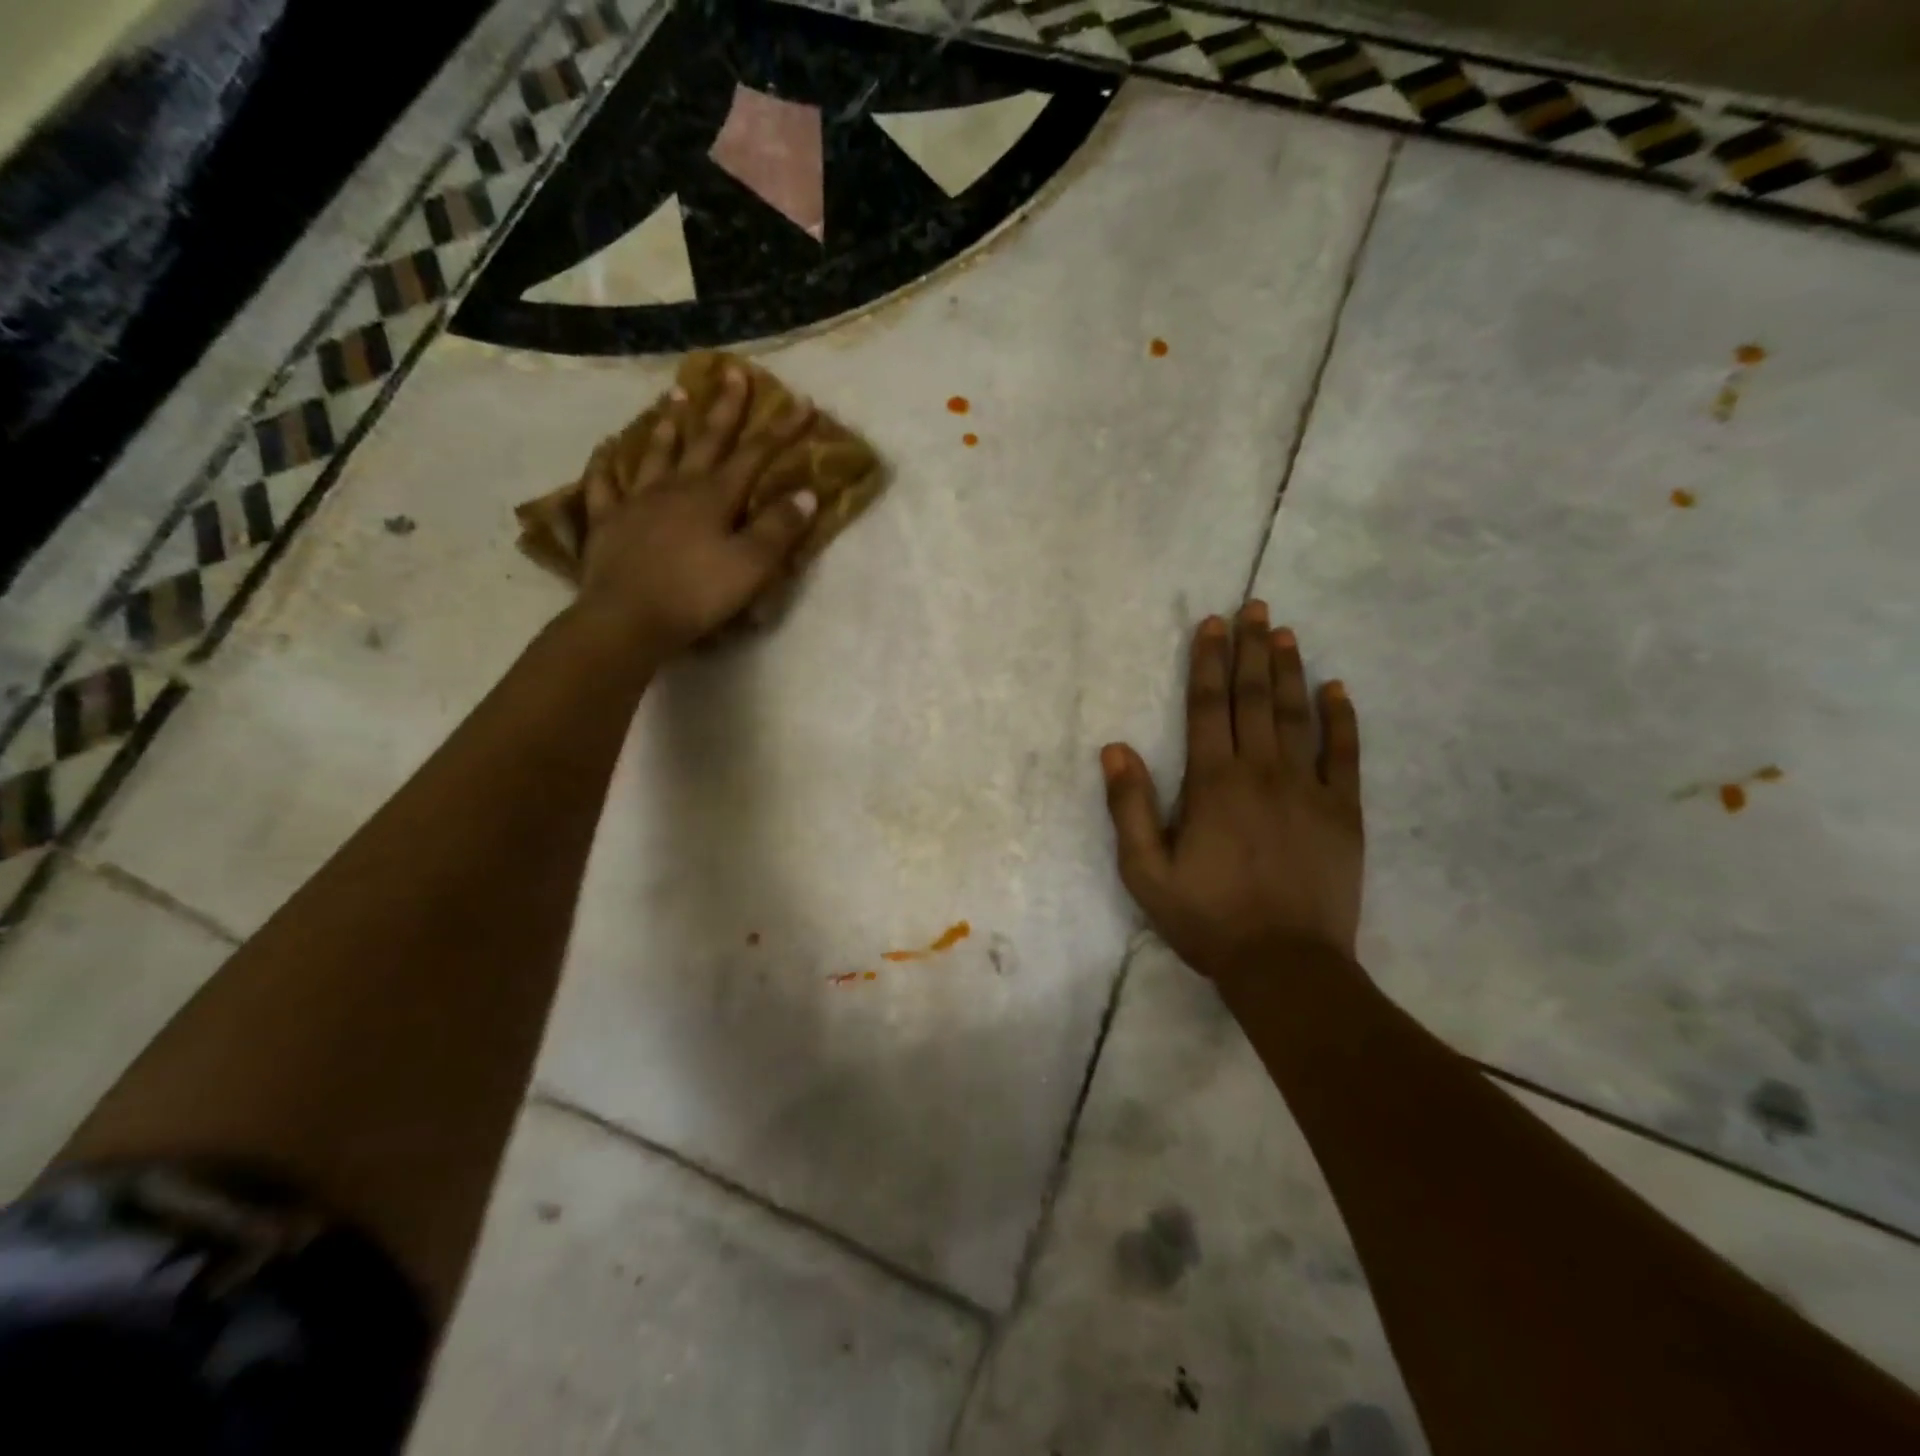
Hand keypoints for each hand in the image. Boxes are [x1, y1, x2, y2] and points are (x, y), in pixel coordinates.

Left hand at [575, 364, 816, 654]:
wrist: (628, 618)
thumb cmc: (697, 594)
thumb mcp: (752, 566)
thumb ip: (779, 529)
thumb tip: (806, 494)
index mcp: (714, 497)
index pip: (755, 455)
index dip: (781, 430)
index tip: (802, 402)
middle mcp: (676, 488)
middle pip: (705, 440)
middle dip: (724, 407)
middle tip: (732, 371)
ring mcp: (637, 501)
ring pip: (656, 453)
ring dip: (669, 425)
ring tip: (675, 397)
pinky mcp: (608, 522)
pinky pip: (604, 485)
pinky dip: (606, 465)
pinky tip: (607, 451)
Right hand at [1101, 603, 1364, 979]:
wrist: (1286, 964)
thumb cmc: (1207, 918)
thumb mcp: (1146, 871)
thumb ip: (1130, 807)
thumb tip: (1115, 749)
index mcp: (1213, 782)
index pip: (1209, 706)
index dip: (1209, 661)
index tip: (1214, 624)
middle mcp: (1262, 771)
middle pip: (1254, 698)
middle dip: (1252, 649)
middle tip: (1256, 607)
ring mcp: (1308, 788)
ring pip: (1297, 715)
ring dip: (1290, 671)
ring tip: (1286, 633)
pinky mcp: (1343, 811)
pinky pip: (1345, 754)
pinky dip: (1342, 719)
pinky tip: (1337, 689)